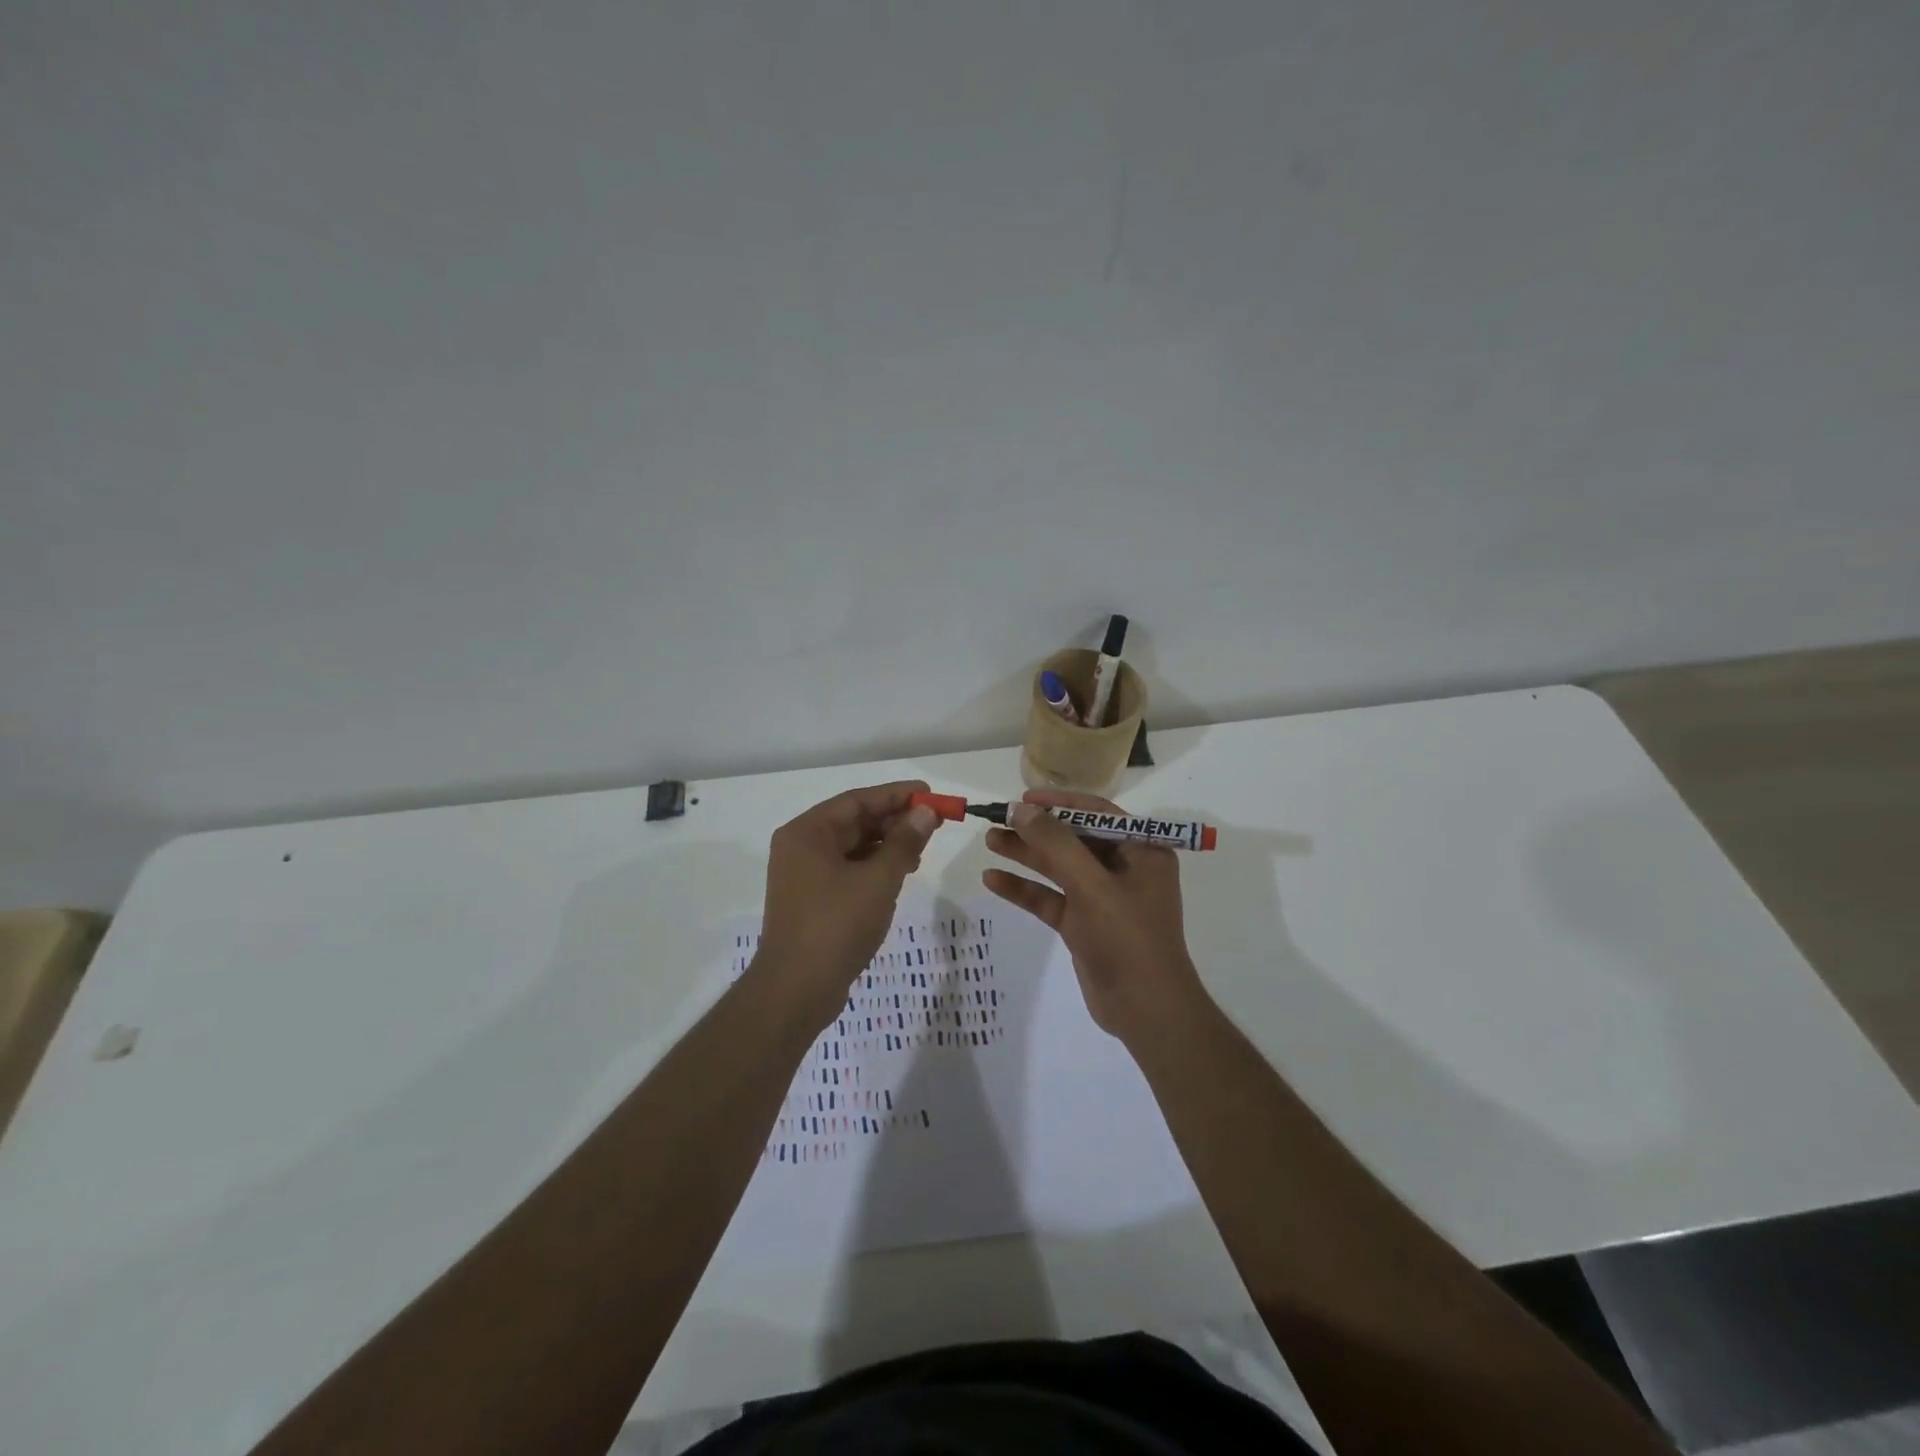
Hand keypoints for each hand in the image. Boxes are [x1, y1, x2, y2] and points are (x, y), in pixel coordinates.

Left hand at [755, 781, 942, 1028]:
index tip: (930, 794)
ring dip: (887, 844)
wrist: (796, 991)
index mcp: (807, 832)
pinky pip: (848, 869)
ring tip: (922, 848)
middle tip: (934, 822)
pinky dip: (875, 866)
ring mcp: (805, 875)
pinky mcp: (813, 899)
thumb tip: (925, 812)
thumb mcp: (878, 880)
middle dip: (894, 820)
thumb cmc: (836, 926)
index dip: (896, 795)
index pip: (857, 800)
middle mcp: (801, 847)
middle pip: (854, 821)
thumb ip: (904, 842)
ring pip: (853, 846)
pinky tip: (901, 872)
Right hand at [981, 789, 1208, 1042]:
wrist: (1145, 1011)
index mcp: (1142, 851)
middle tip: (997, 819)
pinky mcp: (1084, 925)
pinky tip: (993, 880)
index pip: (1097, 813)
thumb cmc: (1128, 939)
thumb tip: (1020, 810)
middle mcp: (1124, 869)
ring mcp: (1103, 898)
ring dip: (1026, 855)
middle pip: (1073, 839)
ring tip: (989, 841)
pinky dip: (1025, 889)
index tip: (1023, 799)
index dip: (1059, 803)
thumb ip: (1056, 845)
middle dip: (1036, 830)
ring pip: (1059, 868)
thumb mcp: (1092, 886)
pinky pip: (1051, 898)